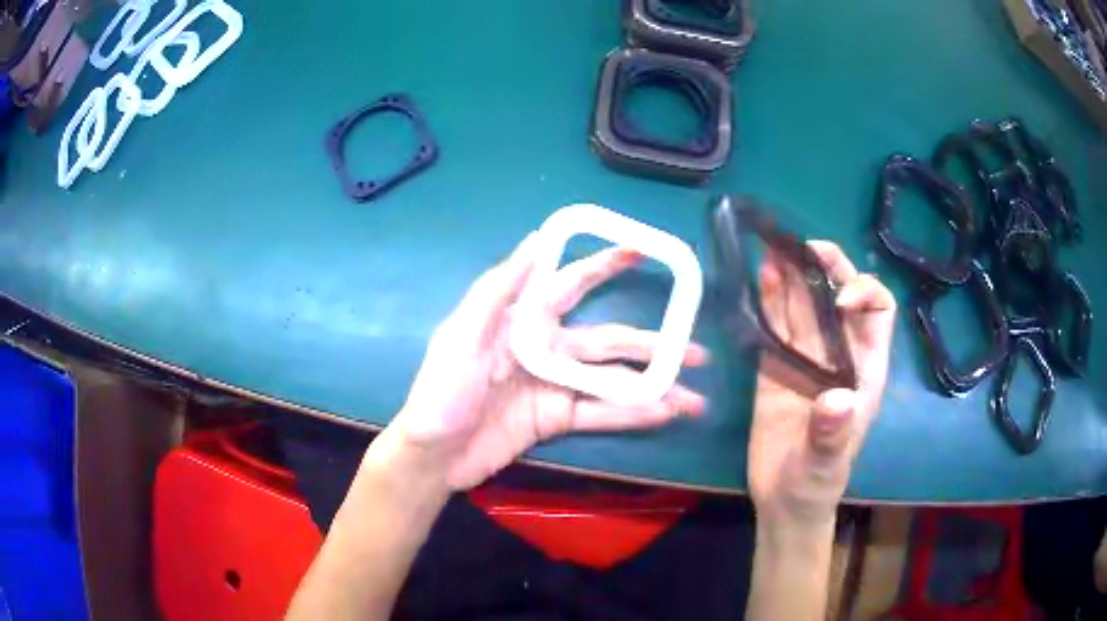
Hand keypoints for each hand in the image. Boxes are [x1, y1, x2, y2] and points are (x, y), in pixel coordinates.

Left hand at [391, 234, 707, 489]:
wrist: (433, 455)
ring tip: (693, 396)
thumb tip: (536, 238)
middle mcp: (546, 348)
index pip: (570, 283)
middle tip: (698, 348)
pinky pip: (600, 413)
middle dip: (653, 343)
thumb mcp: (463, 335)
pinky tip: (664, 414)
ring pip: (613, 381)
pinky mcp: (556, 419)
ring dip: (654, 386)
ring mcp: (554, 386)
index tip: (642, 251)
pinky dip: (631, 414)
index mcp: (523, 320)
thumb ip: (500, 288)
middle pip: (609, 341)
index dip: (604, 265)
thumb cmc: (442, 391)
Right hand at [747, 241, 895, 525]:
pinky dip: (769, 299)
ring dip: (792, 275)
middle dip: (826, 267)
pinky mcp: (776, 367)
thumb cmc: (816, 483)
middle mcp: (838, 353)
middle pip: (839, 295)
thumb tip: (837, 398)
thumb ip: (832, 433)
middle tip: (801, 248)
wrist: (784, 499)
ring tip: (774, 249)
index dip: (864, 293)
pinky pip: (776, 324)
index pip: (879, 311)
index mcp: (864, 368)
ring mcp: (806, 358)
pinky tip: (760, 277)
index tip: (839, 301)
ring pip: (804, 304)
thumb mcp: (826, 464)